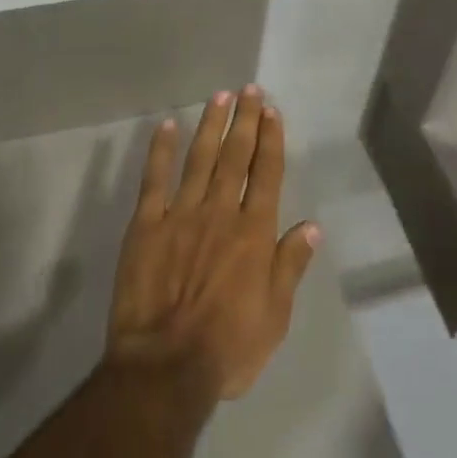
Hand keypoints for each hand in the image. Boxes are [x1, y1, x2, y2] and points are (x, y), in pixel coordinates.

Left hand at [106, 87, 320, 400]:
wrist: (165, 367)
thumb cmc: (227, 348)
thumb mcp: (275, 317)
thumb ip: (290, 266)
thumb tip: (311, 227)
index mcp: (254, 233)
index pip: (266, 174)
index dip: (271, 139)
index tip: (272, 110)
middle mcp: (220, 212)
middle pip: (235, 156)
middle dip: (245, 120)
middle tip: (249, 90)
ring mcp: (180, 214)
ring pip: (200, 158)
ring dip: (211, 125)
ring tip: (219, 97)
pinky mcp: (146, 224)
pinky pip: (154, 179)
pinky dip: (161, 151)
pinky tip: (167, 126)